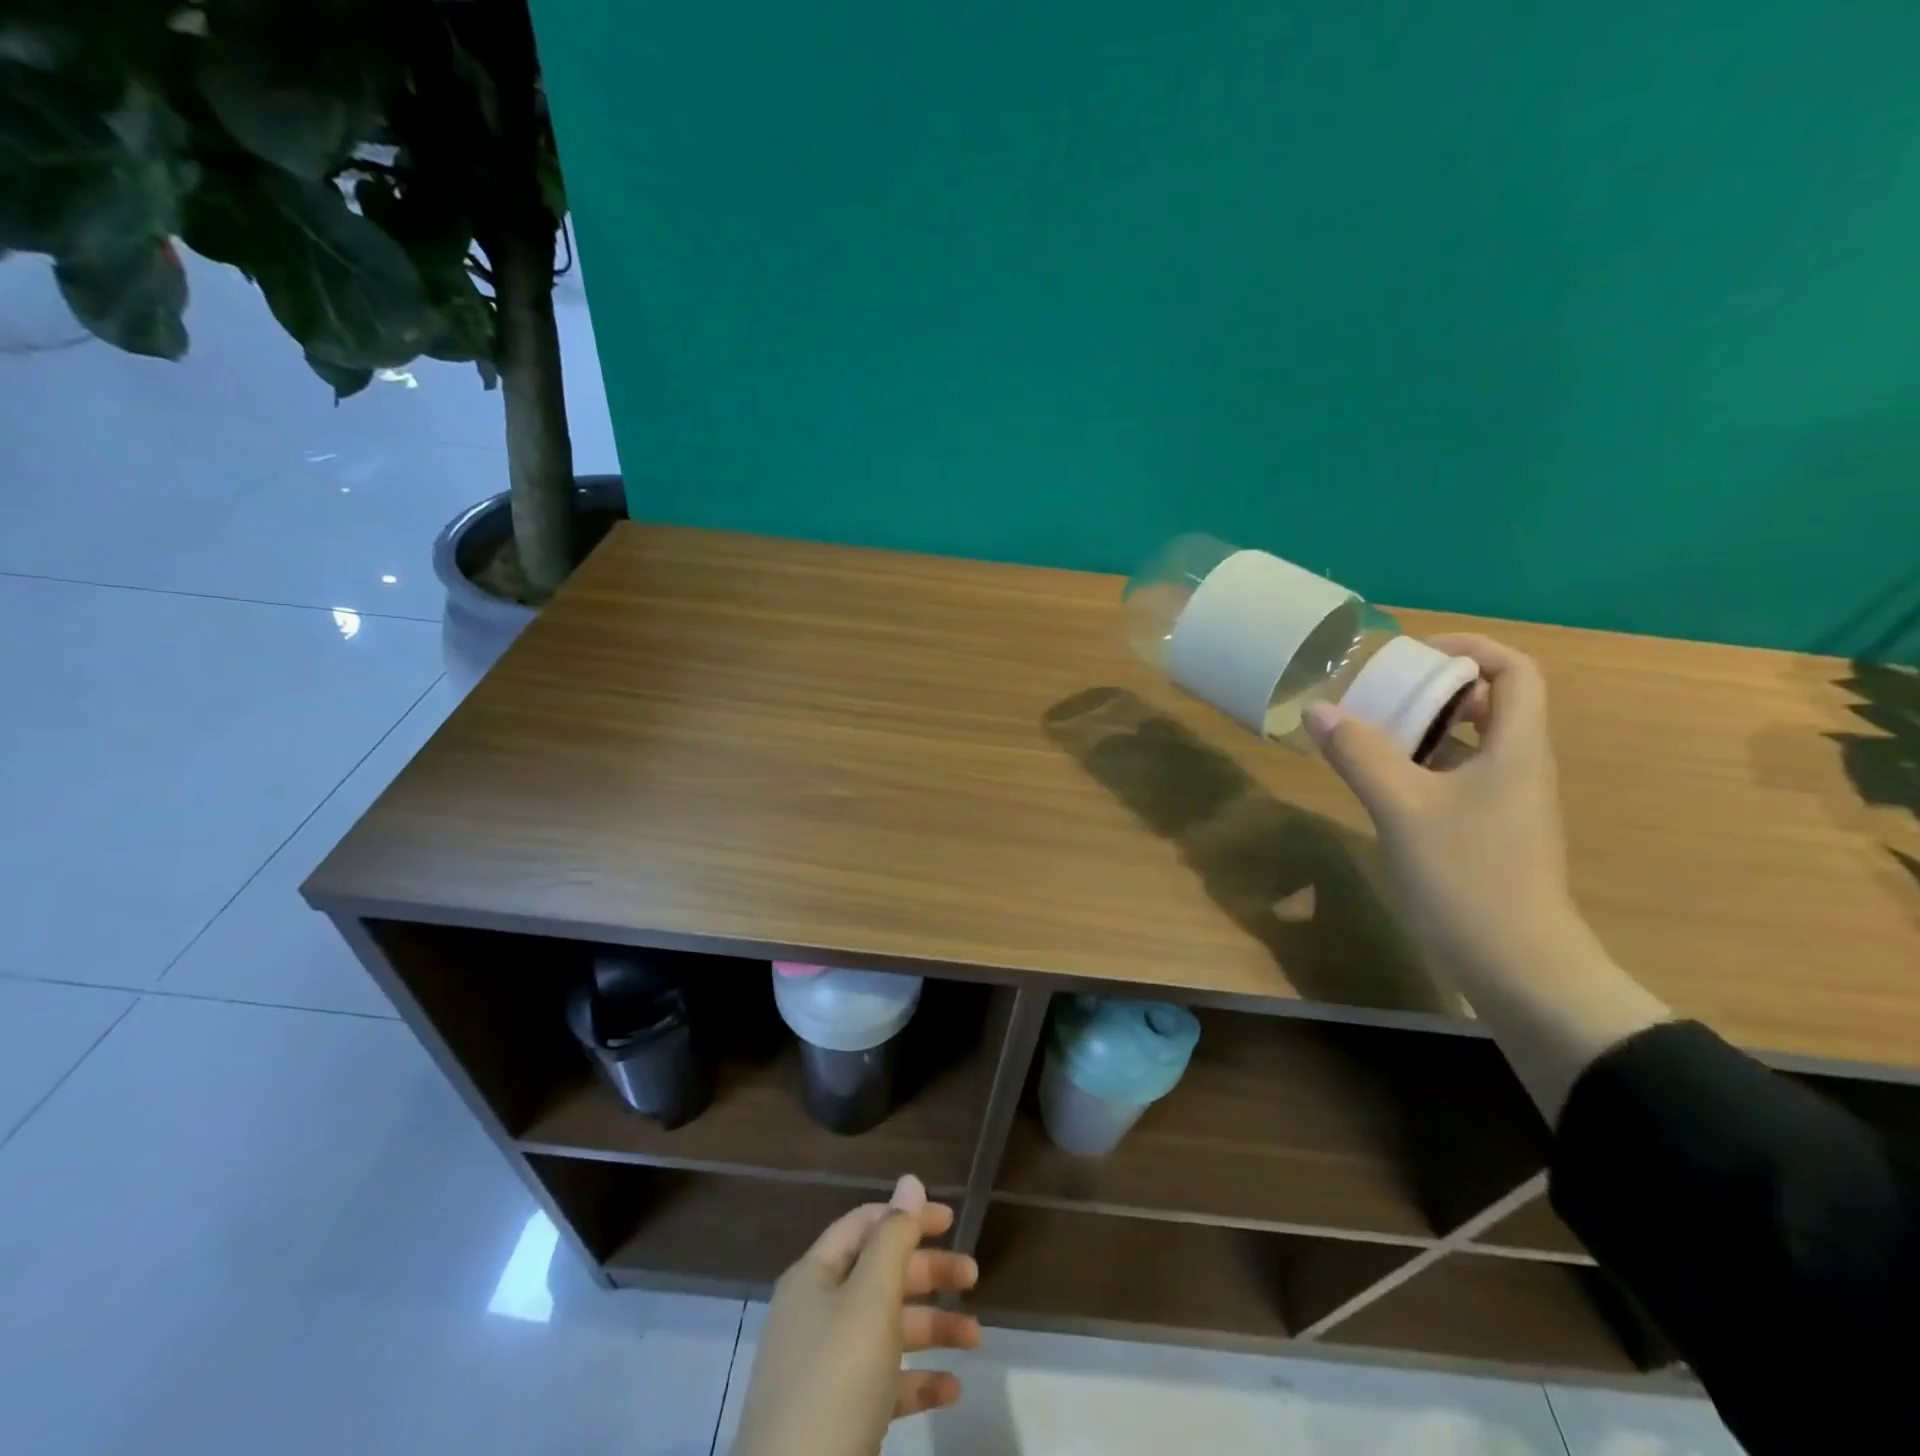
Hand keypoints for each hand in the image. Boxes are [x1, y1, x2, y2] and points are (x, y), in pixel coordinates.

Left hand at [730, 1174, 980, 1455]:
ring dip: (932, 1328)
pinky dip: (917, 1380)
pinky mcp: (837, 1417)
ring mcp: (825, 1368)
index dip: (907, 1216)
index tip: (951, 1221)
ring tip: (975, 1339)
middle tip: (973, 1277)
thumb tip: (910, 1180)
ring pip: (887, 1330)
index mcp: (816, 1276)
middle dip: (928, 1273)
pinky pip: (883, 1383)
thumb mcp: (871, 1299)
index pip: (866, 1225)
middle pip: (880, 1276)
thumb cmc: (835, 1380)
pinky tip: (951, 1389)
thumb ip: (895, 1238)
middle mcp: (817, 1313)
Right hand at [1303, 633, 1575, 977]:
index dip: (1467, 649)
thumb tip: (1318, 710)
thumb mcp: (1401, 808)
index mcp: (1515, 748)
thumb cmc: (1466, 876)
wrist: (1516, 963)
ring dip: (1424, 726)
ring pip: (1472, 740)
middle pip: (1491, 701)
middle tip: (1379, 692)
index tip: (1411, 656)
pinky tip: (1382, 780)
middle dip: (1435, 687)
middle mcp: (1519, 765)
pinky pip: (1458, 774)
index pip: (1514, 670)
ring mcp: (1506, 800)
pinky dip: (1422, 762)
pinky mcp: (1489, 828)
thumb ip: (1359, 754)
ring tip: (1370, 730)